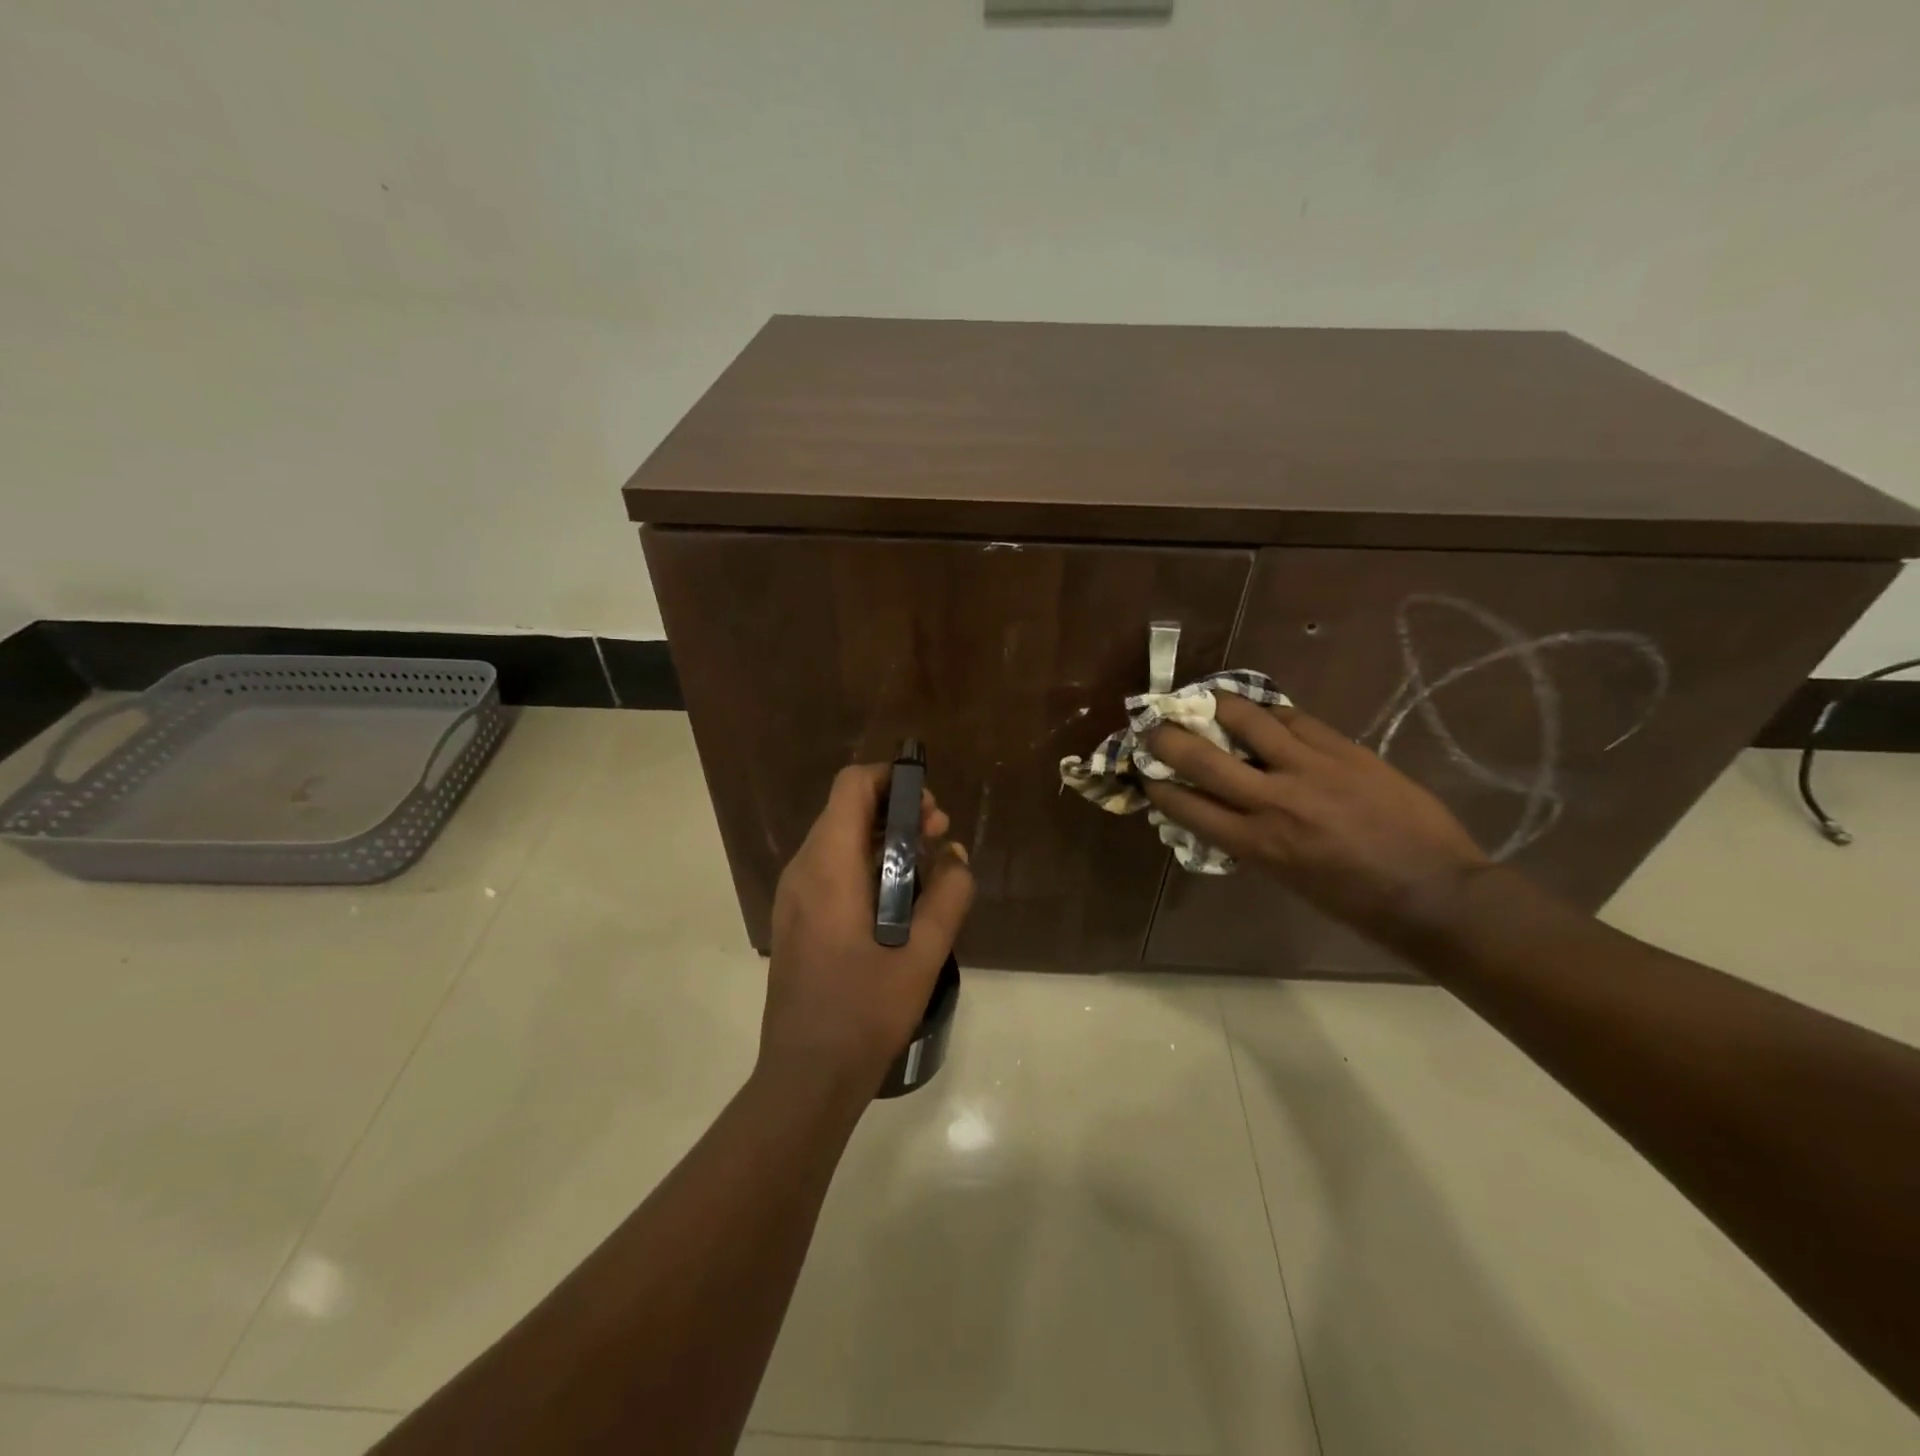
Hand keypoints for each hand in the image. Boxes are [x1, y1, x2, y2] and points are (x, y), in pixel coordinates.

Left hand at [762, 764, 974, 1101]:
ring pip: (839, 839)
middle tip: (940, 836)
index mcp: (828, 866)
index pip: (851, 786)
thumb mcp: (923, 953)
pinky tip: (899, 899)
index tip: (929, 807)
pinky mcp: (797, 919)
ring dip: (884, 840)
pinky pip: (831, 869)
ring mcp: (794, 895)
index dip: (892, 780)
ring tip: (928, 866)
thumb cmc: (864, 1010)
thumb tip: (956, 856)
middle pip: (846, 809)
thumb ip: (949, 895)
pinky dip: (867, 865)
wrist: (807, 1075)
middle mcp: (803, 869)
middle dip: (896, 811)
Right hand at [1144, 695, 1488, 935]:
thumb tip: (1220, 813)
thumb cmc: (1355, 903)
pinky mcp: (1344, 749)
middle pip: (1201, 756)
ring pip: (1247, 719)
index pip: (1184, 804)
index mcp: (1255, 844)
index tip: (1144, 773)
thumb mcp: (1285, 880)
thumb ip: (1247, 842)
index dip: (1155, 784)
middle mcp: (1272, 801)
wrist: (1436, 891)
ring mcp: (1310, 769)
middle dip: (1166, 737)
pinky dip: (1271, 713)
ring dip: (1216, 705)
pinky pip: (1295, 718)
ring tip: (1204, 699)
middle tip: (1153, 725)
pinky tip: (1262, 711)